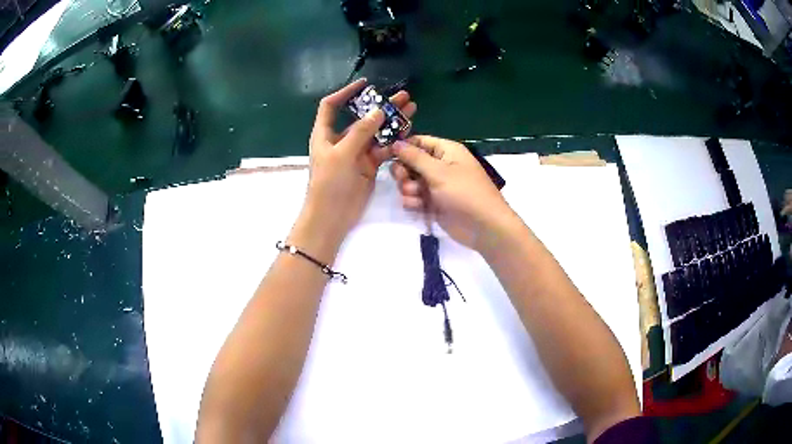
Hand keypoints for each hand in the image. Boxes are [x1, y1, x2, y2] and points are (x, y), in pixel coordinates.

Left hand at [292, 79, 416, 258]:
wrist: (332, 216)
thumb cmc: (329, 183)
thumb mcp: (341, 154)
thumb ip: (361, 132)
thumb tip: (378, 111)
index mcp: (326, 133)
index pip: (332, 106)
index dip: (346, 92)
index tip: (365, 84)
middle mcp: (341, 139)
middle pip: (361, 117)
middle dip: (380, 106)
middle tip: (402, 96)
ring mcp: (356, 152)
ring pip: (376, 132)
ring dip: (392, 121)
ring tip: (411, 109)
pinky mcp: (369, 165)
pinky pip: (383, 148)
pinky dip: (394, 141)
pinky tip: (408, 131)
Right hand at [390, 135, 515, 250]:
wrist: (482, 227)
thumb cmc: (464, 193)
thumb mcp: (439, 171)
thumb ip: (414, 157)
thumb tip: (395, 142)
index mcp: (446, 151)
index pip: (418, 142)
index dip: (402, 147)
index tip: (386, 154)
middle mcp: (440, 165)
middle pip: (410, 162)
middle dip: (403, 171)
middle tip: (403, 179)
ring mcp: (436, 185)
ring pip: (409, 181)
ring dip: (408, 188)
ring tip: (416, 196)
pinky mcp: (433, 203)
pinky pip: (414, 197)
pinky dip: (413, 201)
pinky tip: (418, 207)